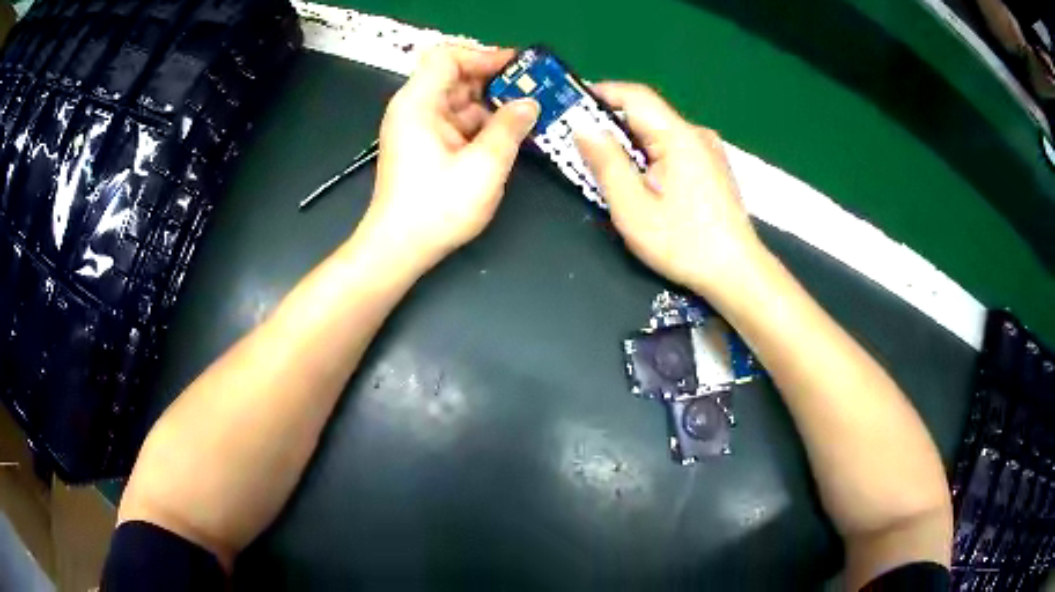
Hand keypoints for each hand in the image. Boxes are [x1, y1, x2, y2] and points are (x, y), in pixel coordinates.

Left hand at [361, 45, 539, 269]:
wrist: (399, 249)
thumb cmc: (437, 208)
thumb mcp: (483, 165)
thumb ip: (510, 128)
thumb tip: (530, 103)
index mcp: (418, 103)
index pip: (448, 57)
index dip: (483, 56)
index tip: (518, 68)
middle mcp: (414, 109)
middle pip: (455, 77)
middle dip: (494, 81)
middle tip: (532, 91)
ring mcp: (418, 129)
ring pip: (459, 102)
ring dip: (492, 106)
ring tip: (528, 114)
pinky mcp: (424, 147)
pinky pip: (456, 123)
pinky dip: (481, 125)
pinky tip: (508, 135)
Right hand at [576, 83, 762, 297]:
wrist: (737, 273)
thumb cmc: (684, 244)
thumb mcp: (633, 208)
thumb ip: (606, 163)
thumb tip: (582, 128)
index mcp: (678, 137)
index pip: (634, 95)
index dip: (599, 93)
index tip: (569, 104)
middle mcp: (696, 135)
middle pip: (646, 115)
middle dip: (610, 124)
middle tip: (579, 144)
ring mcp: (708, 151)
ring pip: (659, 133)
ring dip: (629, 143)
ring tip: (606, 167)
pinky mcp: (712, 167)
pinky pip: (673, 148)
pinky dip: (649, 155)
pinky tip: (641, 181)